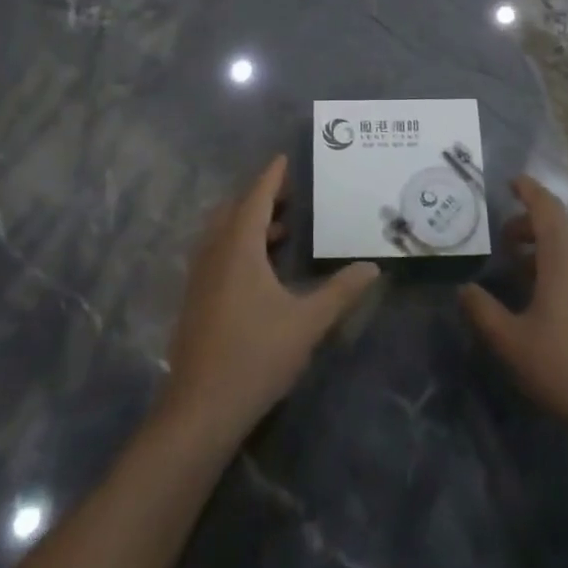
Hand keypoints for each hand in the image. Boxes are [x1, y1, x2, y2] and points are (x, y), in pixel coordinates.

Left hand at [162, 155, 379, 446]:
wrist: (201, 409)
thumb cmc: (256, 356)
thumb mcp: (307, 323)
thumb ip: (340, 292)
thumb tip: (371, 267)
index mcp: (238, 249)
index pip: (255, 198)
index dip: (271, 177)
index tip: (284, 158)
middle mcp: (214, 254)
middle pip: (234, 211)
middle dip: (260, 196)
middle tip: (289, 192)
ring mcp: (200, 278)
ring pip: (222, 233)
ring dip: (248, 222)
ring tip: (281, 226)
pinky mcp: (195, 300)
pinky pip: (216, 253)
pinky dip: (238, 245)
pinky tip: (260, 268)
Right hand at [460, 176, 567, 444]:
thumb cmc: (566, 364)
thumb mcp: (512, 342)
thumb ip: (483, 311)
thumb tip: (464, 289)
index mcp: (564, 255)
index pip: (546, 206)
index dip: (528, 189)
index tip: (510, 182)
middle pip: (556, 227)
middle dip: (527, 227)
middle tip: (501, 242)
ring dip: (542, 252)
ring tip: (517, 275)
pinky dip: (558, 269)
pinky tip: (543, 302)